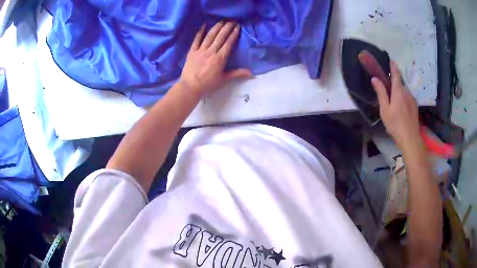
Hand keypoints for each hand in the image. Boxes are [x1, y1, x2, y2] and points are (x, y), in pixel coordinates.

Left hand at [180, 21, 251, 96]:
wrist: (190, 87)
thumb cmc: (208, 85)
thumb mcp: (224, 80)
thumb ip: (238, 74)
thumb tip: (252, 74)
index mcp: (220, 58)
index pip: (228, 43)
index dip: (233, 34)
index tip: (237, 27)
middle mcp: (211, 51)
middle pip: (220, 37)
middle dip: (227, 27)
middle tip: (232, 20)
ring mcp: (201, 50)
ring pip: (210, 36)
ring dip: (216, 27)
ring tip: (222, 21)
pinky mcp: (192, 51)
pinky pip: (196, 40)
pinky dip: (200, 32)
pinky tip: (204, 25)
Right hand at [371, 61, 420, 148]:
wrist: (410, 138)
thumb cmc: (395, 124)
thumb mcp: (385, 110)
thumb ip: (381, 93)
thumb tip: (375, 79)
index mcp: (398, 91)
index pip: (396, 74)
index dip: (393, 66)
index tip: (391, 60)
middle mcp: (406, 92)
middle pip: (400, 83)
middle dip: (394, 84)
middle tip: (388, 91)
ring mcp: (412, 99)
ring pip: (404, 91)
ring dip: (399, 93)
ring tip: (394, 104)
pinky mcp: (415, 105)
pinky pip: (408, 97)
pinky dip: (404, 98)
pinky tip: (401, 109)